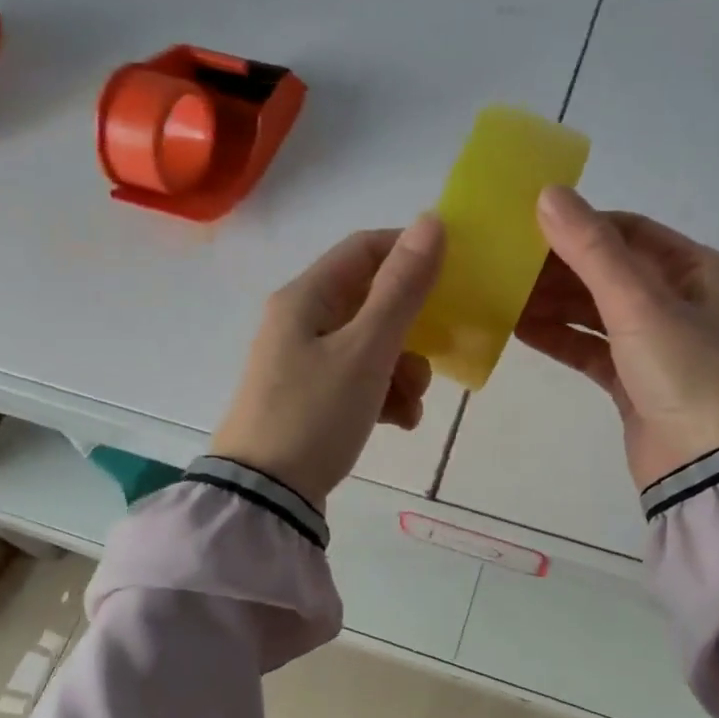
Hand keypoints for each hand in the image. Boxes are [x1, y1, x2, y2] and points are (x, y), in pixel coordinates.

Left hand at [211, 216, 443, 508]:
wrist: (265, 496)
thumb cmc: (314, 414)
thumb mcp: (365, 351)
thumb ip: (401, 289)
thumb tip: (431, 222)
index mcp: (306, 297)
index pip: (365, 249)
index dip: (410, 253)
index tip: (453, 276)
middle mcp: (301, 320)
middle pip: (372, 301)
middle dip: (412, 328)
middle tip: (436, 355)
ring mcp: (304, 361)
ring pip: (371, 344)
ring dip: (403, 367)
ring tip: (413, 403)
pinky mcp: (310, 397)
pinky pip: (359, 379)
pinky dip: (385, 394)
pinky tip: (400, 422)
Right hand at [518, 187, 718, 488]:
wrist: (712, 470)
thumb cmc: (689, 374)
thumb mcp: (640, 305)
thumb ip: (592, 251)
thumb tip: (548, 194)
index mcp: (700, 271)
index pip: (631, 232)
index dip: (581, 226)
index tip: (529, 227)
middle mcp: (682, 303)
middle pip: (610, 272)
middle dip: (559, 268)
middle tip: (506, 264)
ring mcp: (658, 345)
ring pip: (596, 312)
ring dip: (554, 303)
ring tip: (502, 295)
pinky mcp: (635, 381)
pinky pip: (591, 348)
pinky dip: (559, 338)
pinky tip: (518, 329)